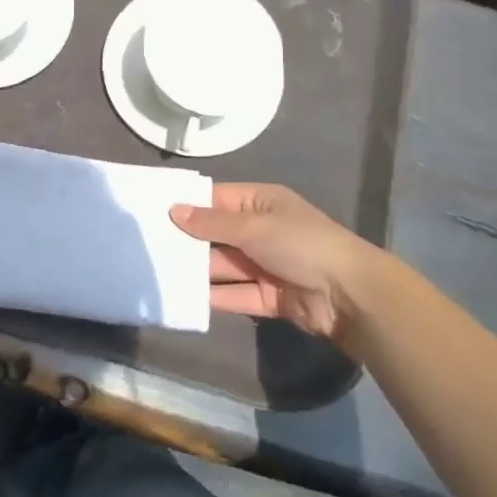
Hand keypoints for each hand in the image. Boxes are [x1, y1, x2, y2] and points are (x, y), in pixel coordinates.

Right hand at [170, 183, 388, 343]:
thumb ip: (212, 222)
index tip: (152, 211)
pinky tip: (184, 297)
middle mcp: (262, 231)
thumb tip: (173, 210)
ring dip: (198, 270)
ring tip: (159, 274)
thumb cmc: (301, 244)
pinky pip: (236, 294)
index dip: (188, 205)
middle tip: (147, 246)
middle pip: (217, 234)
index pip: (217, 199)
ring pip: (224, 266)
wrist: (349, 295)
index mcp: (261, 203)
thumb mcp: (253, 226)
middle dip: (188, 241)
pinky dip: (215, 296)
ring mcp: (265, 265)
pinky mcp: (269, 296)